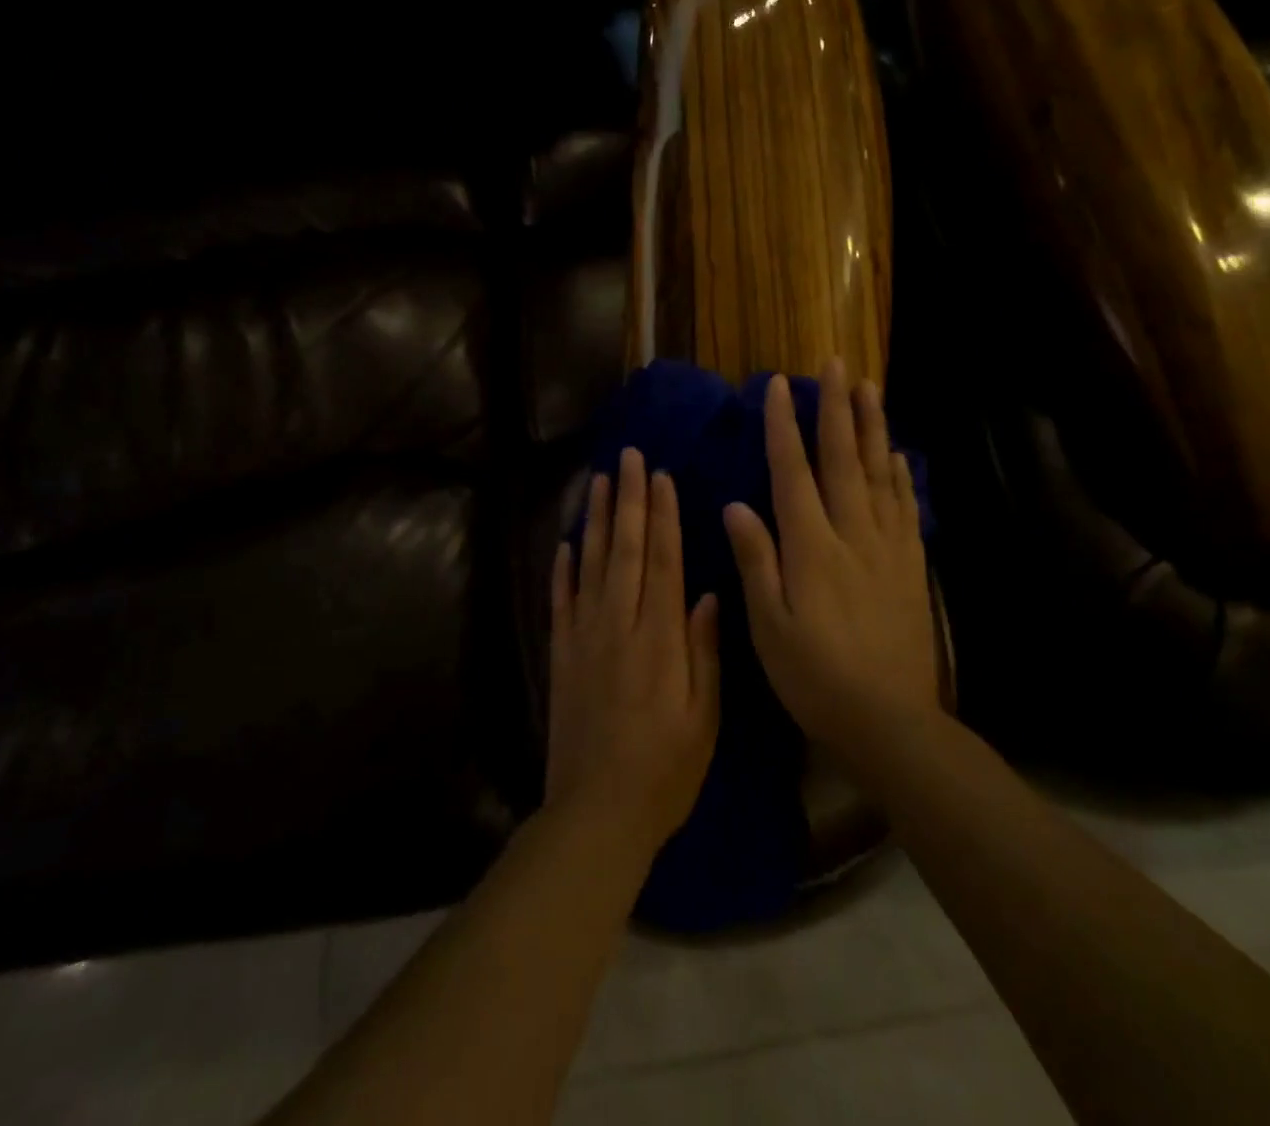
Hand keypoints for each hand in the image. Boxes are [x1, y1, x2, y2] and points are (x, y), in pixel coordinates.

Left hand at [547, 448, 721, 860]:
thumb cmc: (665, 771)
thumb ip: (704, 652)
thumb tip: (709, 594)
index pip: (662, 562)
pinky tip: (564, 542)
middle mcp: (619, 626)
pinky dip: (561, 569)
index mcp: (660, 639)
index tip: (661, 478)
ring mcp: (584, 638)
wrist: (597, 812)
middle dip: (628, 500)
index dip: (662, 517)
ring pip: (590, 565)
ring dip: (594, 520)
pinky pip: (560, 601)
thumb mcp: (704, 718)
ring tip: (598, 482)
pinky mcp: (560, 655)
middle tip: (628, 458)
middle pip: (624, 551)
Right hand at [723, 360, 941, 767]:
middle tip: (837, 365)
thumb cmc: (815, 676)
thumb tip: (736, 505)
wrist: (889, 720)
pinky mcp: (910, 566)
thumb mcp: (769, 625)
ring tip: (870, 389)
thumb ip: (755, 560)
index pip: (793, 472)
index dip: (784, 426)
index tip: (780, 386)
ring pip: (879, 474)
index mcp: (811, 547)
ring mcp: (888, 547)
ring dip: (872, 428)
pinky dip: (901, 476)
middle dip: (837, 409)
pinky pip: (906, 508)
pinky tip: (899, 456)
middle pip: (843, 459)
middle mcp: (852, 534)